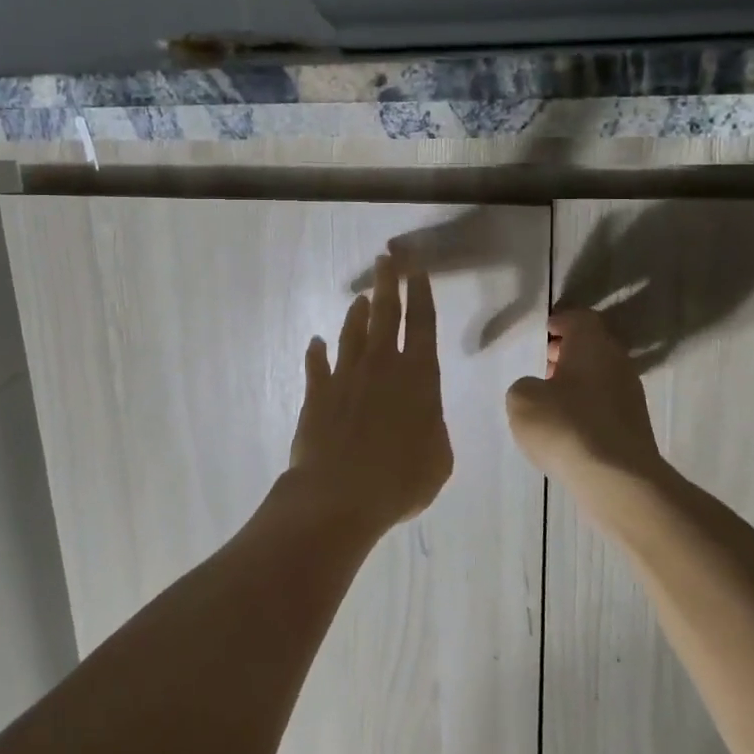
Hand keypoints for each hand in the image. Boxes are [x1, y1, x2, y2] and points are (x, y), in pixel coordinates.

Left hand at [286, 255, 454, 535]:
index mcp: (418, 378)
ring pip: (352, 334)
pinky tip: (314, 342)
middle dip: (388, 283)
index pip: (423, 325)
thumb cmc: (400, 480)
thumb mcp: (438, 459)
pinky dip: (316, 352)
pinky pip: (316, 366)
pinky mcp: (317, 394)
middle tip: (386, 258)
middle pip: (386, 315)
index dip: (421, 294)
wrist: (339, 495)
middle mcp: (382, 367)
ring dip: (356, 315)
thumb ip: (433, 428)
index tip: (417, 269)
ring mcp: (345, 377)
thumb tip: (422, 416)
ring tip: (360, 298)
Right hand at [506, 309, 667, 526]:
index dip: (558, 322)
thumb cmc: (566, 426)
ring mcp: (630, 395)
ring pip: (598, 375)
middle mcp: (617, 362)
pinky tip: (565, 425)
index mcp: (592, 345)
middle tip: (539, 363)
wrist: (617, 480)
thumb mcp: (522, 399)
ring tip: (547, 397)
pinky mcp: (633, 425)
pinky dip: (585, 405)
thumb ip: (524, 384)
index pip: (579, 318)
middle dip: (564, 352)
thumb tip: (536, 388)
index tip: (540, 332)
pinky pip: (604, 403)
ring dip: (574, 380)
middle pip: (591, 346)